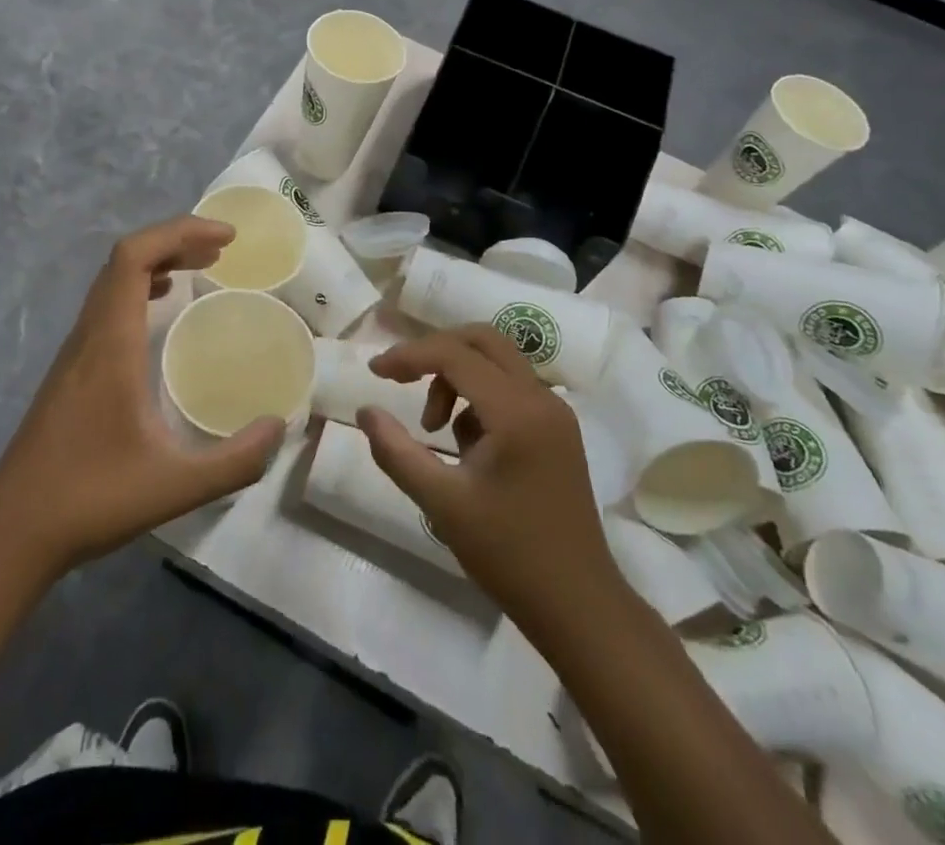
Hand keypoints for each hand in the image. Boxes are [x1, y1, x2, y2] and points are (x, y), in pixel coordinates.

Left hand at [0, 216, 286, 582]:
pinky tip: (159, 310)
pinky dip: (139, 288)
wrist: (13, 530)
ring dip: (156, 262)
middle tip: (221, 250)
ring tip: (199, 268)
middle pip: (124, 259)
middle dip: (175, 241)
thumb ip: (234, 461)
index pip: (134, 257)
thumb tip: (277, 427)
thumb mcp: (175, 487)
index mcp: (110, 343)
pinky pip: (106, 304)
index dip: (179, 232)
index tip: (225, 239)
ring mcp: (74, 350)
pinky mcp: (70, 369)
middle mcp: (89, 334)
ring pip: (112, 280)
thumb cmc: (91, 499)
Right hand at [356, 326, 614, 637]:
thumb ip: (397, 452)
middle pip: (483, 339)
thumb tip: (365, 411)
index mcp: (517, 412)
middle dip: (436, 352)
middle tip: (403, 380)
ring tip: (434, 430)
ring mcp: (555, 412)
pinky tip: (466, 447)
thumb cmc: (508, 555)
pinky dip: (479, 397)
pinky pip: (511, 388)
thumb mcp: (441, 503)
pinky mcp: (558, 429)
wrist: (579, 606)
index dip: (409, 355)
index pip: (455, 354)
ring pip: (497, 361)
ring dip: (457, 377)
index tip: (374, 372)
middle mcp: (541, 398)